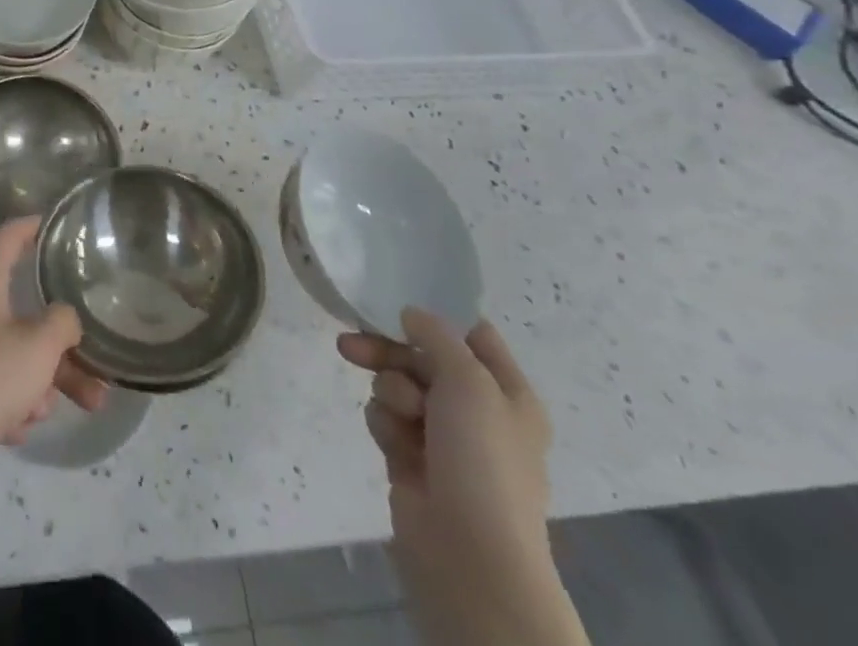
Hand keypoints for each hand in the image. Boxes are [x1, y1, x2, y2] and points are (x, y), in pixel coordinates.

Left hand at [0, 218, 107, 507]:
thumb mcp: (36, 348)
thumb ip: (61, 324)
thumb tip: (64, 316)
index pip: (6, 237)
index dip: (30, 227)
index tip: (57, 225)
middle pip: (24, 309)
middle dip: (63, 339)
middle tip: (99, 358)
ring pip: (17, 353)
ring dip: (47, 378)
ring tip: (83, 407)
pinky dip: (16, 402)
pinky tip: (18, 429)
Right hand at [339, 310, 577, 645]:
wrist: (470, 554)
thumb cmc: (482, 459)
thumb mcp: (469, 381)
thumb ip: (438, 336)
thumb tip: (413, 315)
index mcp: (507, 394)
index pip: (473, 335)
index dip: (439, 317)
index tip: (399, 302)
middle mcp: (477, 412)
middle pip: (422, 357)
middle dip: (387, 350)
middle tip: (350, 343)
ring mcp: (443, 438)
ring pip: (398, 385)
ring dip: (389, 392)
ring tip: (396, 415)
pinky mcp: (411, 459)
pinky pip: (386, 419)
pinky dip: (385, 424)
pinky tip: (393, 444)